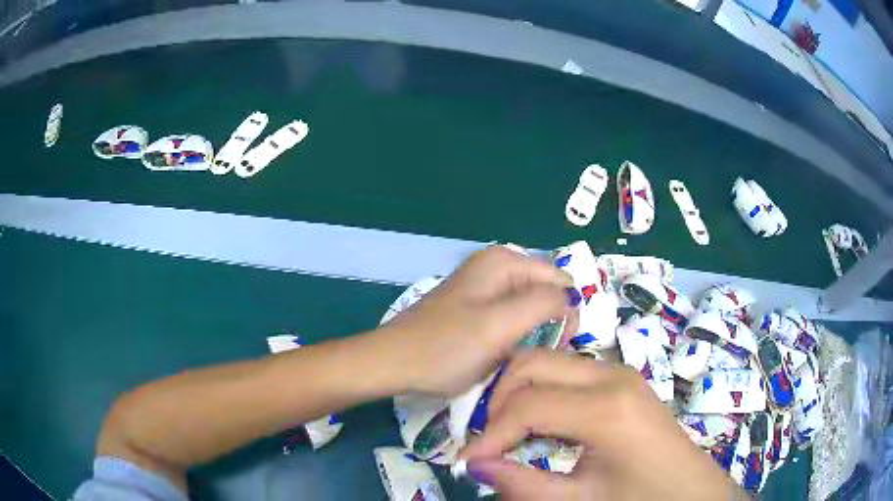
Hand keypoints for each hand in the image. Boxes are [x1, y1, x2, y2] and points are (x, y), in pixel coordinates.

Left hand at [376, 245, 576, 396]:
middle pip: (545, 293)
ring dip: (531, 333)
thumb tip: (571, 299)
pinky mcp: (475, 310)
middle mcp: (496, 267)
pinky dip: (514, 337)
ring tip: (520, 357)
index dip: (566, 312)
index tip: (560, 344)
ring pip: (529, 309)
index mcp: (504, 261)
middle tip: (537, 355)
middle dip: (549, 323)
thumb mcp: (499, 324)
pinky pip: (510, 319)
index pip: (561, 280)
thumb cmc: (445, 347)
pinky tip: (504, 355)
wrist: (394, 363)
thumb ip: (542, 304)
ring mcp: (484, 289)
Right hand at [460, 350, 744, 500]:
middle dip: (500, 401)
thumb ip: (524, 485)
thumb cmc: (642, 498)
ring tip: (508, 436)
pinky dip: (541, 392)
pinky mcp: (620, 378)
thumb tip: (474, 465)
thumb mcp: (581, 500)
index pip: (528, 405)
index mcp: (607, 408)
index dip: (489, 434)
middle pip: (533, 364)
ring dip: (519, 394)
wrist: (690, 490)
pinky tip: (539, 426)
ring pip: (548, 362)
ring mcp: (618, 372)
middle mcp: (611, 376)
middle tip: (489, 443)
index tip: (467, 461)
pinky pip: (567, 373)